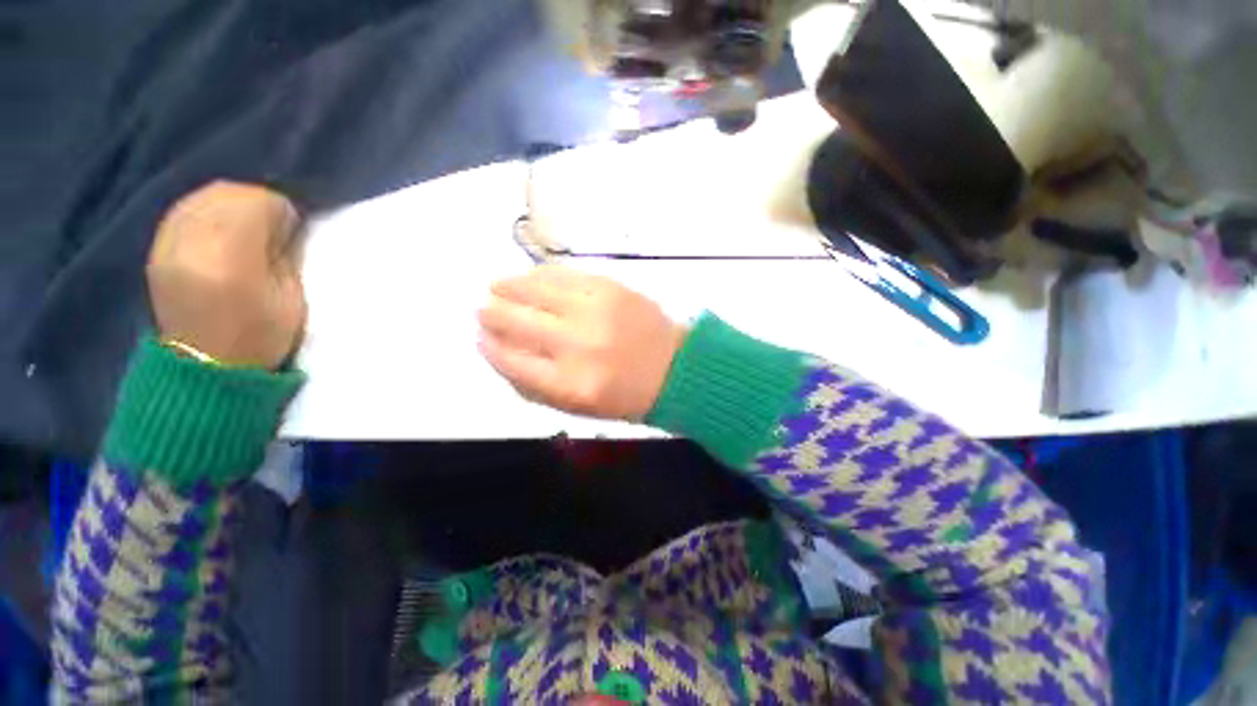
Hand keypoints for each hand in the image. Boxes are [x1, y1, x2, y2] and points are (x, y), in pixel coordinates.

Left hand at [147, 181, 306, 368]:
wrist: (205, 366)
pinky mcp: (158, 248)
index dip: (281, 210)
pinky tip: (221, 229)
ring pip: (203, 197)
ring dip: (231, 204)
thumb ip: (285, 255)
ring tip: (248, 227)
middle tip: (274, 225)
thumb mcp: (291, 298)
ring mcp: (168, 242)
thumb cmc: (260, 336)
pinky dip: (207, 210)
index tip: (293, 228)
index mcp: (232, 255)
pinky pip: (184, 209)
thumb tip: (283, 227)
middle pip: (227, 192)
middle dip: (257, 202)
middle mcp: (193, 240)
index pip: (257, 202)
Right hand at [478, 266, 685, 420]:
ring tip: (497, 287)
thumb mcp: (577, 407)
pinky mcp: (610, 287)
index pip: (511, 360)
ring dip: (509, 287)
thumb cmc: (625, 395)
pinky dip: (540, 275)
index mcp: (569, 384)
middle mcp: (577, 344)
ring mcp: (595, 310)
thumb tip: (496, 350)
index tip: (481, 337)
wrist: (675, 368)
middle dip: (491, 313)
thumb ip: (533, 385)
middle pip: (516, 320)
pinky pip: (563, 274)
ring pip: (534, 289)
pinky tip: (531, 278)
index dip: (490, 346)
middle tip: (484, 309)